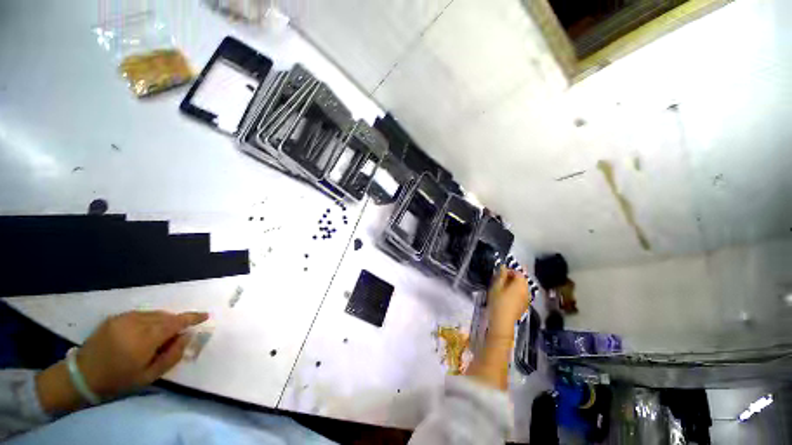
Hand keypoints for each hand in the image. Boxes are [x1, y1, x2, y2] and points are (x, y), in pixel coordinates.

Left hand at [76, 310, 207, 397]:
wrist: (82, 376)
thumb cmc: (118, 380)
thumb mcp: (149, 376)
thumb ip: (172, 355)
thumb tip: (186, 336)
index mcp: (144, 340)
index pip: (175, 323)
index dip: (192, 318)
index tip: (205, 316)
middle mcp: (135, 324)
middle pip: (165, 316)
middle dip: (176, 322)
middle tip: (178, 334)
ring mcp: (124, 318)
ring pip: (154, 314)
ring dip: (163, 320)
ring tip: (161, 334)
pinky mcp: (115, 317)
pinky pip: (141, 314)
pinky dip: (150, 319)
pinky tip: (145, 331)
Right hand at [486, 266, 529, 337]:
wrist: (502, 322)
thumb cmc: (498, 302)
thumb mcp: (496, 286)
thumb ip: (501, 275)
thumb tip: (503, 267)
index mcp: (520, 284)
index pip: (518, 272)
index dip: (509, 270)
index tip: (500, 272)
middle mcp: (526, 291)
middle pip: (521, 280)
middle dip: (512, 277)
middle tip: (500, 279)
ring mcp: (526, 299)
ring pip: (521, 287)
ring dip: (513, 284)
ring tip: (502, 287)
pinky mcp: (524, 306)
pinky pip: (521, 294)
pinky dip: (515, 292)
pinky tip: (506, 296)